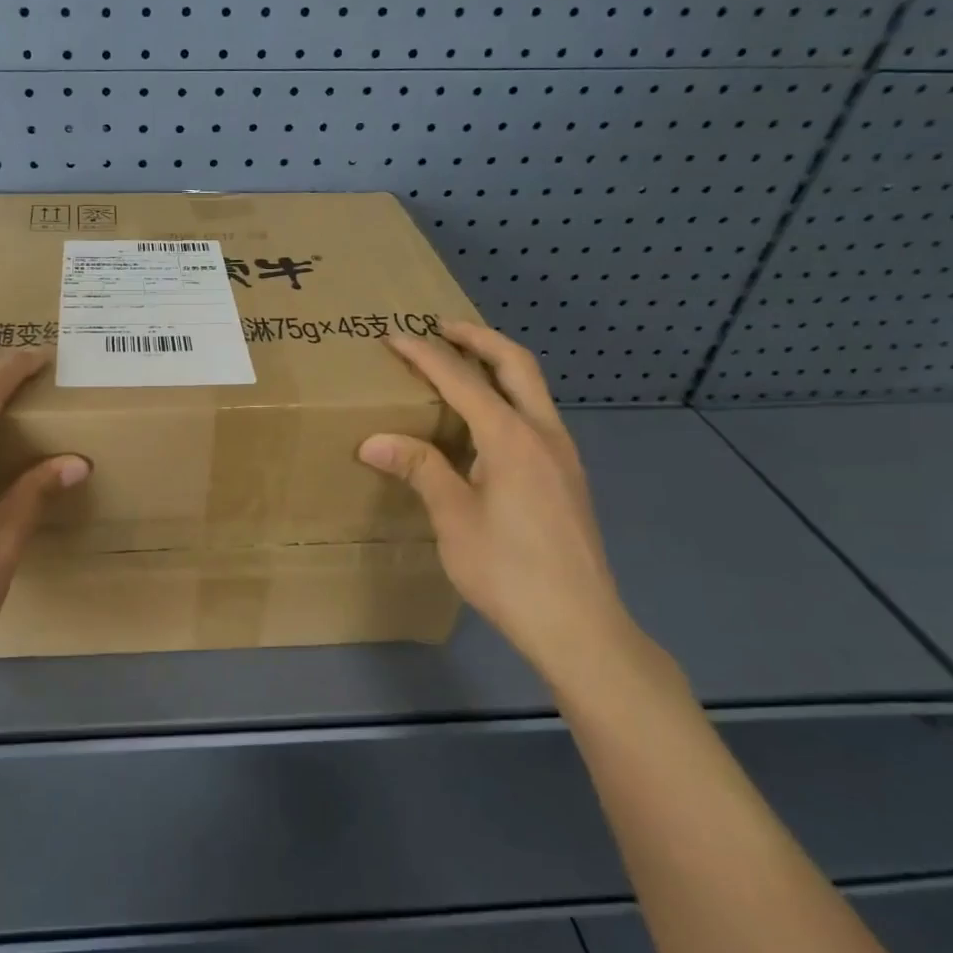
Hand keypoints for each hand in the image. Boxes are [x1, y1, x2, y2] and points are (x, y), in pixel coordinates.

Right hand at [357, 321, 632, 675]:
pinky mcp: (567, 477)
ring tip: (460, 364)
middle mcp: (544, 434)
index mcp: (512, 439)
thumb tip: (373, 440)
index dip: (425, 355)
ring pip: (532, 389)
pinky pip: (535, 416)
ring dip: (497, 365)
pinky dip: (507, 396)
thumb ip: (420, 469)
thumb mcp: (454, 519)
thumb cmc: (508, 571)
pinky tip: (484, 422)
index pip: (462, 380)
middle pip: (516, 365)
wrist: (579, 625)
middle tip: (441, 327)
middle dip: (478, 339)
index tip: (393, 336)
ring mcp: (563, 455)